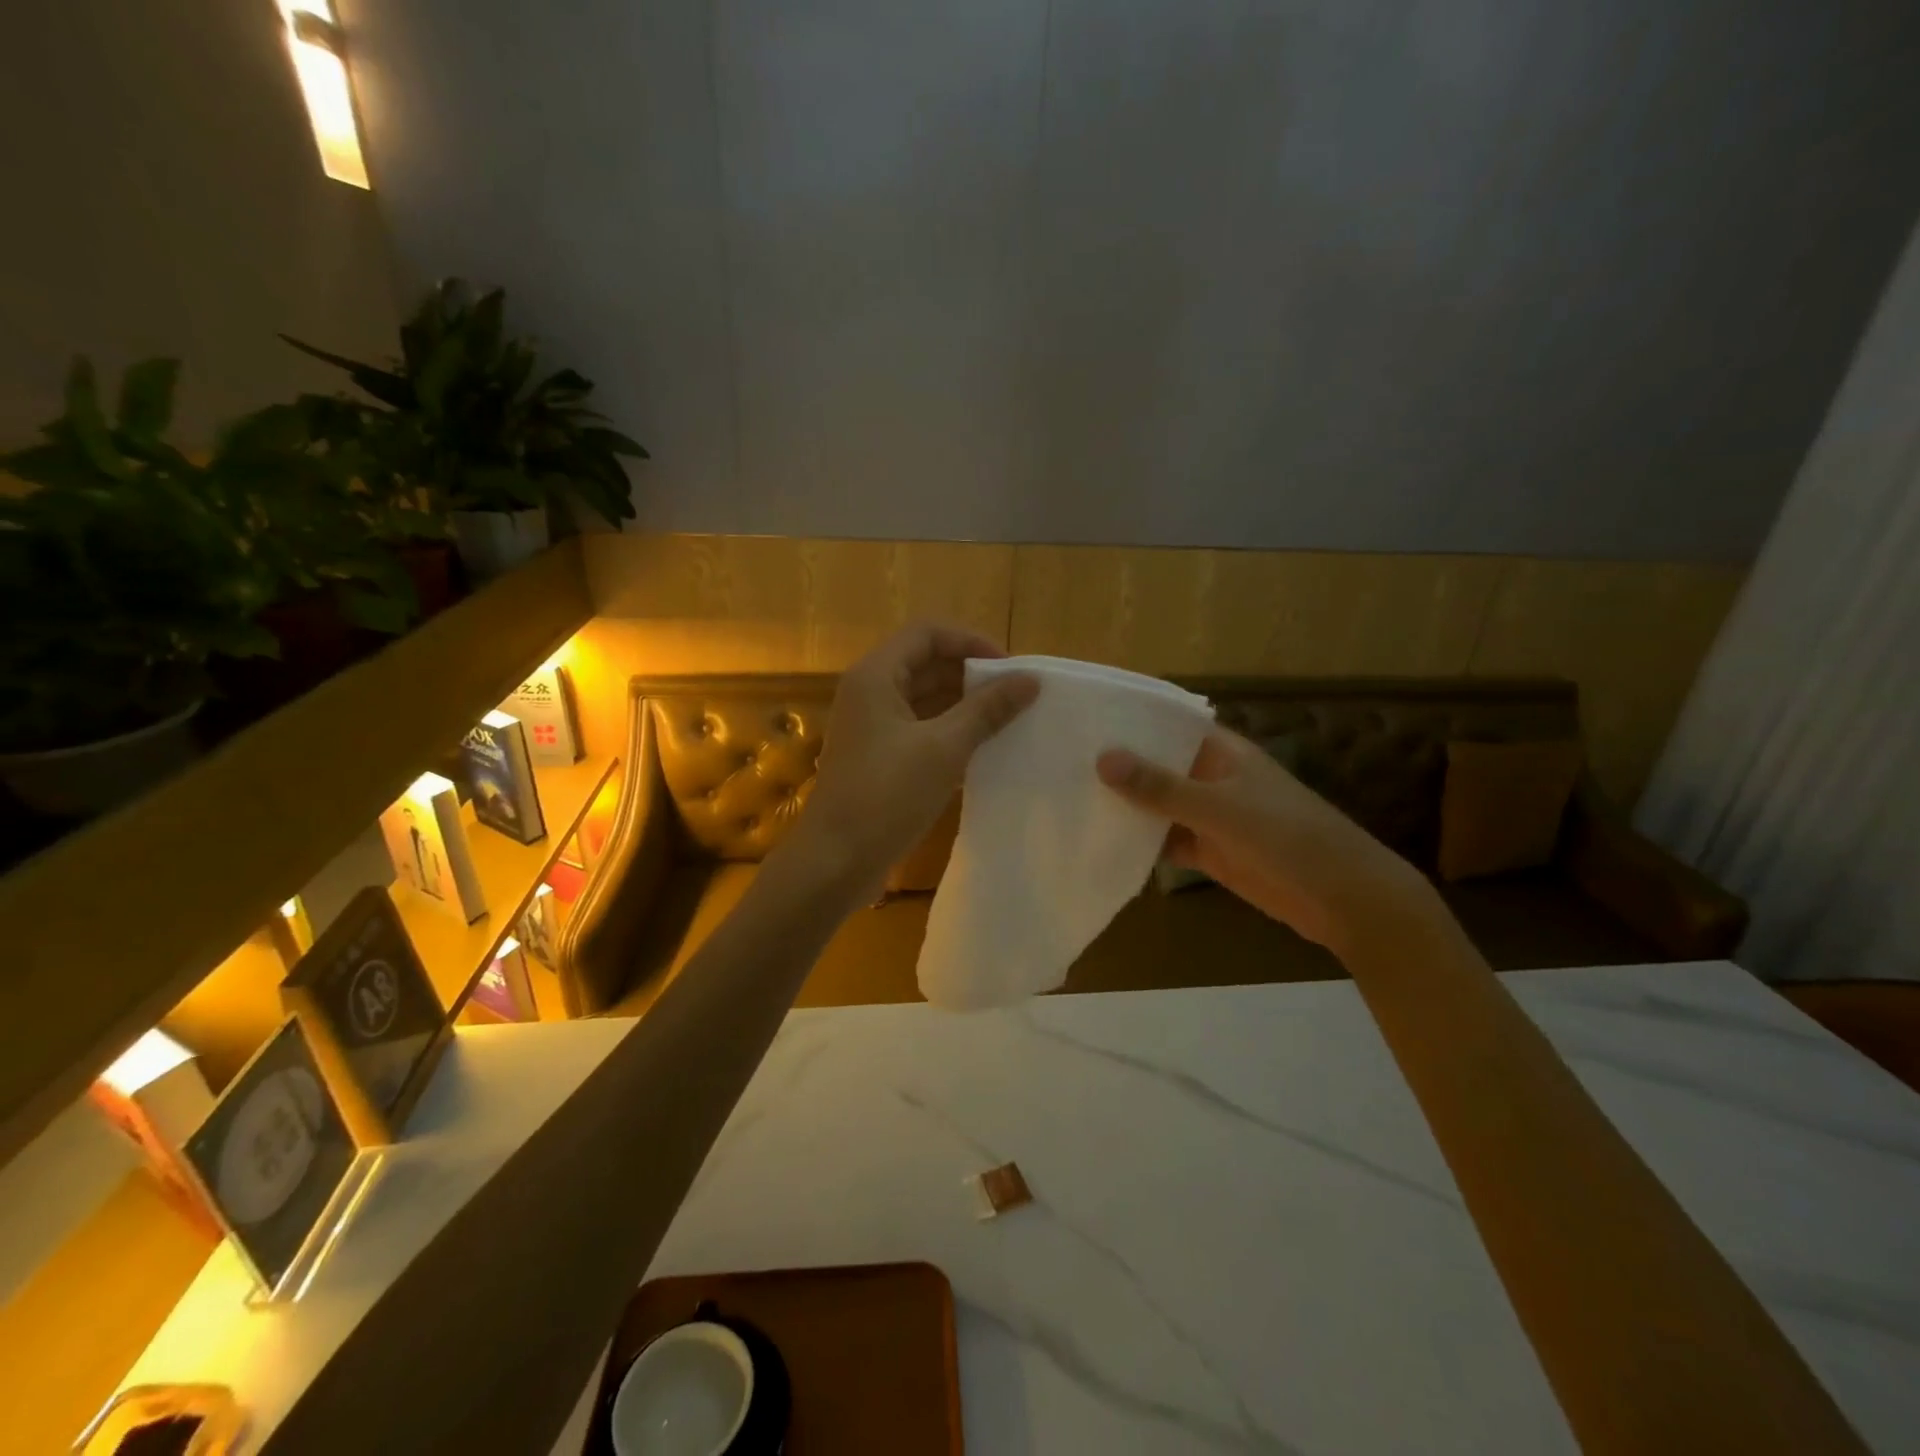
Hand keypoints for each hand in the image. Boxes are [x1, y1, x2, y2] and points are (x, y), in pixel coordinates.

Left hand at [789, 622, 1038, 901]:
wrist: (836, 861)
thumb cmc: (886, 795)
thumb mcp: (944, 748)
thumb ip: (987, 709)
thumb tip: (1030, 680)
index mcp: (876, 676)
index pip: (928, 633)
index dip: (971, 641)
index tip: (1010, 667)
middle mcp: (871, 693)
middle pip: (927, 663)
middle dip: (972, 675)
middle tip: (1016, 696)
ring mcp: (873, 727)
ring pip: (925, 699)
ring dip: (965, 706)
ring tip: (1009, 721)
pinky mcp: (880, 758)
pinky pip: (921, 730)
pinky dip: (951, 733)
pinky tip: (984, 749)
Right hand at [1097, 729, 1433, 954]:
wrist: (1341, 898)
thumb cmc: (1287, 837)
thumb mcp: (1221, 808)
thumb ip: (1162, 787)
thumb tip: (1102, 758)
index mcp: (1220, 751)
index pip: (1167, 724)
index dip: (1129, 720)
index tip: (1081, 718)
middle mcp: (1210, 777)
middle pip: (1157, 765)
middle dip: (1117, 765)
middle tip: (1059, 759)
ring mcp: (1208, 815)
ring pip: (1156, 804)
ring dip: (1124, 805)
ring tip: (1066, 797)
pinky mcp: (1207, 851)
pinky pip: (1164, 840)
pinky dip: (1139, 842)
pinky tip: (1100, 842)